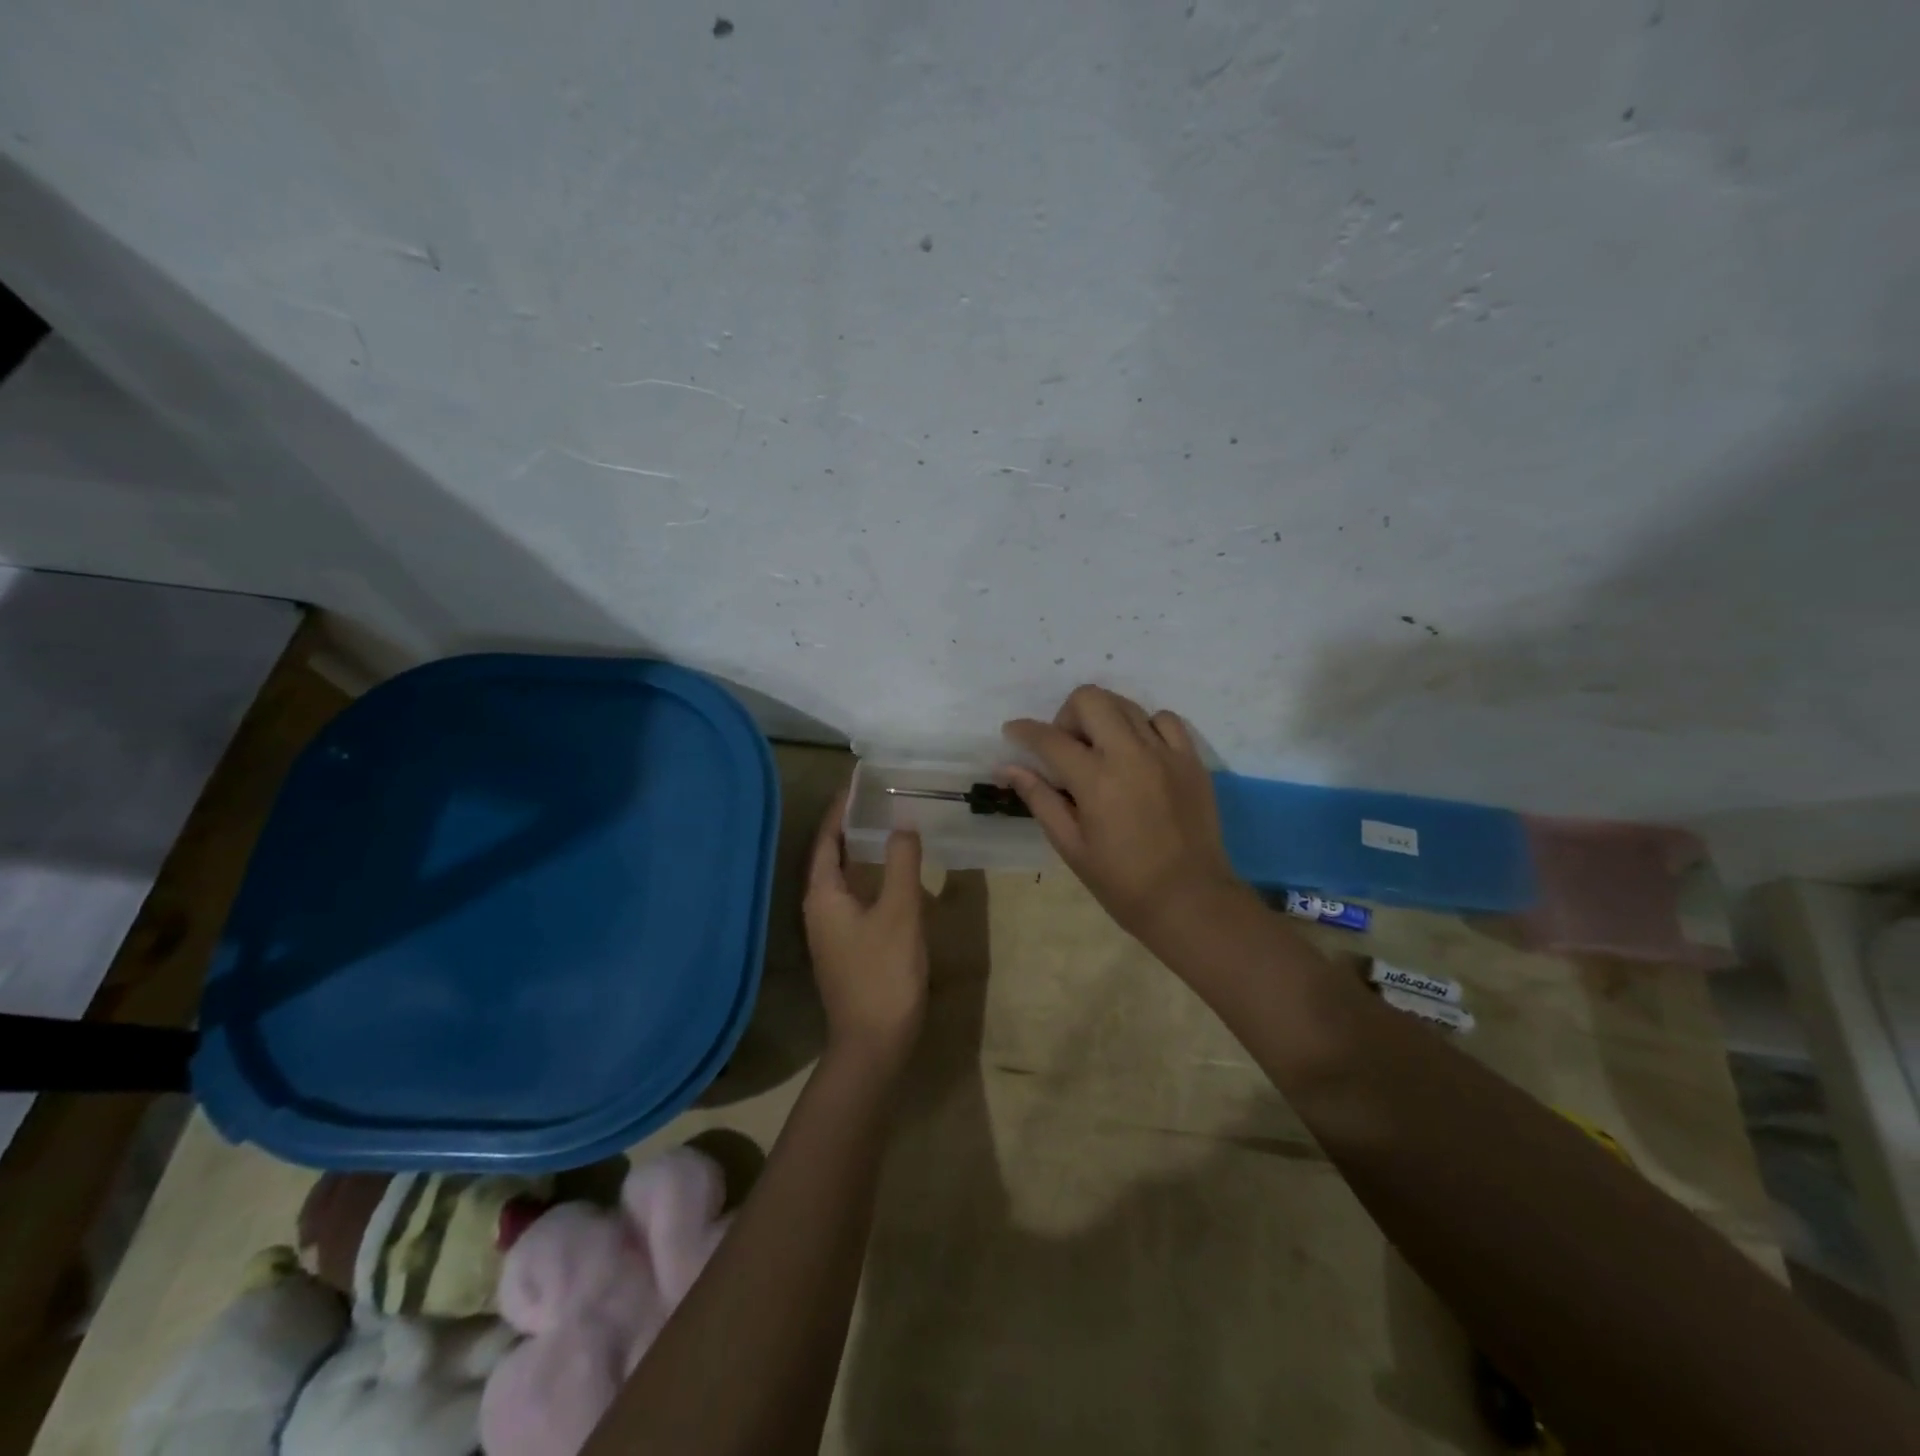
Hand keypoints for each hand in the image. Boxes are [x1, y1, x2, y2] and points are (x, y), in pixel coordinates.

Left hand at [802, 791, 929, 1067]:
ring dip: (858, 849)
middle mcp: (819, 908)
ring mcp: (830, 929)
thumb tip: (903, 822)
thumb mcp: (900, 912)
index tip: (859, 780)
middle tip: (876, 796)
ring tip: (883, 824)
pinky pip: (852, 896)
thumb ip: (902, 864)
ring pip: (841, 877)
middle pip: (830, 855)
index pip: (828, 838)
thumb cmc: (884, 973)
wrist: (873, 1043)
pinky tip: (890, 874)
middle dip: (849, 824)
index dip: (841, 808)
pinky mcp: (845, 945)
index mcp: (824, 894)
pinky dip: (868, 875)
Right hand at [1002, 685, 1244, 948]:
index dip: (1024, 731)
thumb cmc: (1122, 882)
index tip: (1013, 732)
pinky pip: (1165, 720)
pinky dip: (1145, 727)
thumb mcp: (1071, 845)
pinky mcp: (1192, 760)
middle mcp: (1131, 754)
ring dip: (1104, 718)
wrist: (1191, 900)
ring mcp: (1166, 753)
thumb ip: (1040, 798)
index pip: (1050, 738)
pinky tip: (1139, 753)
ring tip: (1102, 751)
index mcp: (1096, 780)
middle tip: (1066, 747)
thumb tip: (1008, 767)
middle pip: (1090, 699)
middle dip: (1067, 715)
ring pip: (1126, 704)